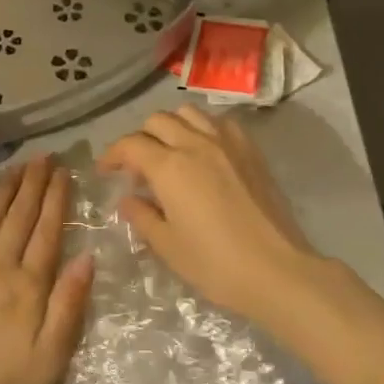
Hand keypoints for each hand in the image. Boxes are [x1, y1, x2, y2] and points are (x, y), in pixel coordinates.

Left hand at [0, 156, 93, 383]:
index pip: (48, 231)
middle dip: (34, 184)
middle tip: (44, 156)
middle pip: (19, 217)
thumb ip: (69, 304)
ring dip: (3, 189)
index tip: (64, 172)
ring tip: (16, 166)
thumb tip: (88, 257)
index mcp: (28, 284)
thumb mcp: (51, 357)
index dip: (57, 199)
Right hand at [99, 107, 316, 322]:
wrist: (277, 270)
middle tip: (137, 167)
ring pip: (189, 113)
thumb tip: (129, 200)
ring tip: (170, 152)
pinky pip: (220, 123)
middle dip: (140, 138)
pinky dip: (203, 128)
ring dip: (171, 127)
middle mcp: (196, 144)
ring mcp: (227, 143)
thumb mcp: (168, 246)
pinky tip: (205, 152)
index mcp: (170, 167)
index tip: (105, 171)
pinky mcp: (251, 151)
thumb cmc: (216, 264)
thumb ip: (143, 217)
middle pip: (157, 121)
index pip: (130, 145)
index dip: (112, 155)